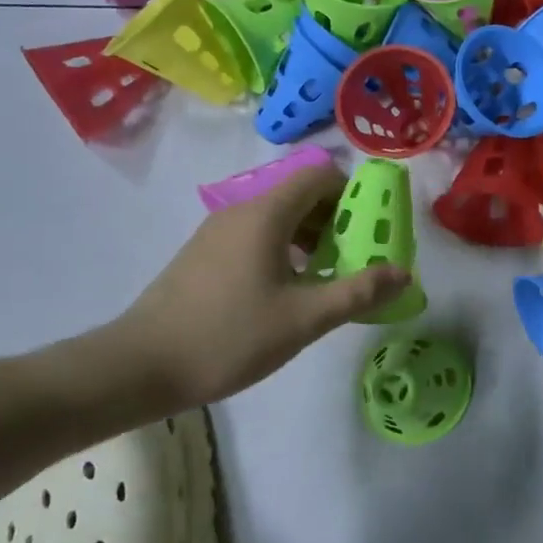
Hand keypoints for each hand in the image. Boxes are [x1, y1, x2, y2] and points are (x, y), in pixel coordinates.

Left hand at [101, 165, 408, 409]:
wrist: (138, 367)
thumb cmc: (228, 337)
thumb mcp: (304, 319)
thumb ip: (358, 292)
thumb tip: (403, 274)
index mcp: (266, 214)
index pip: (320, 175)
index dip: (353, 194)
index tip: (372, 229)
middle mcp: (241, 211)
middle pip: (301, 195)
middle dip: (337, 220)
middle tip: (357, 259)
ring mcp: (217, 232)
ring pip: (278, 217)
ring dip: (311, 238)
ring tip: (326, 279)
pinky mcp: (203, 254)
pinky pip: (256, 236)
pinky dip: (284, 250)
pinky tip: (287, 292)